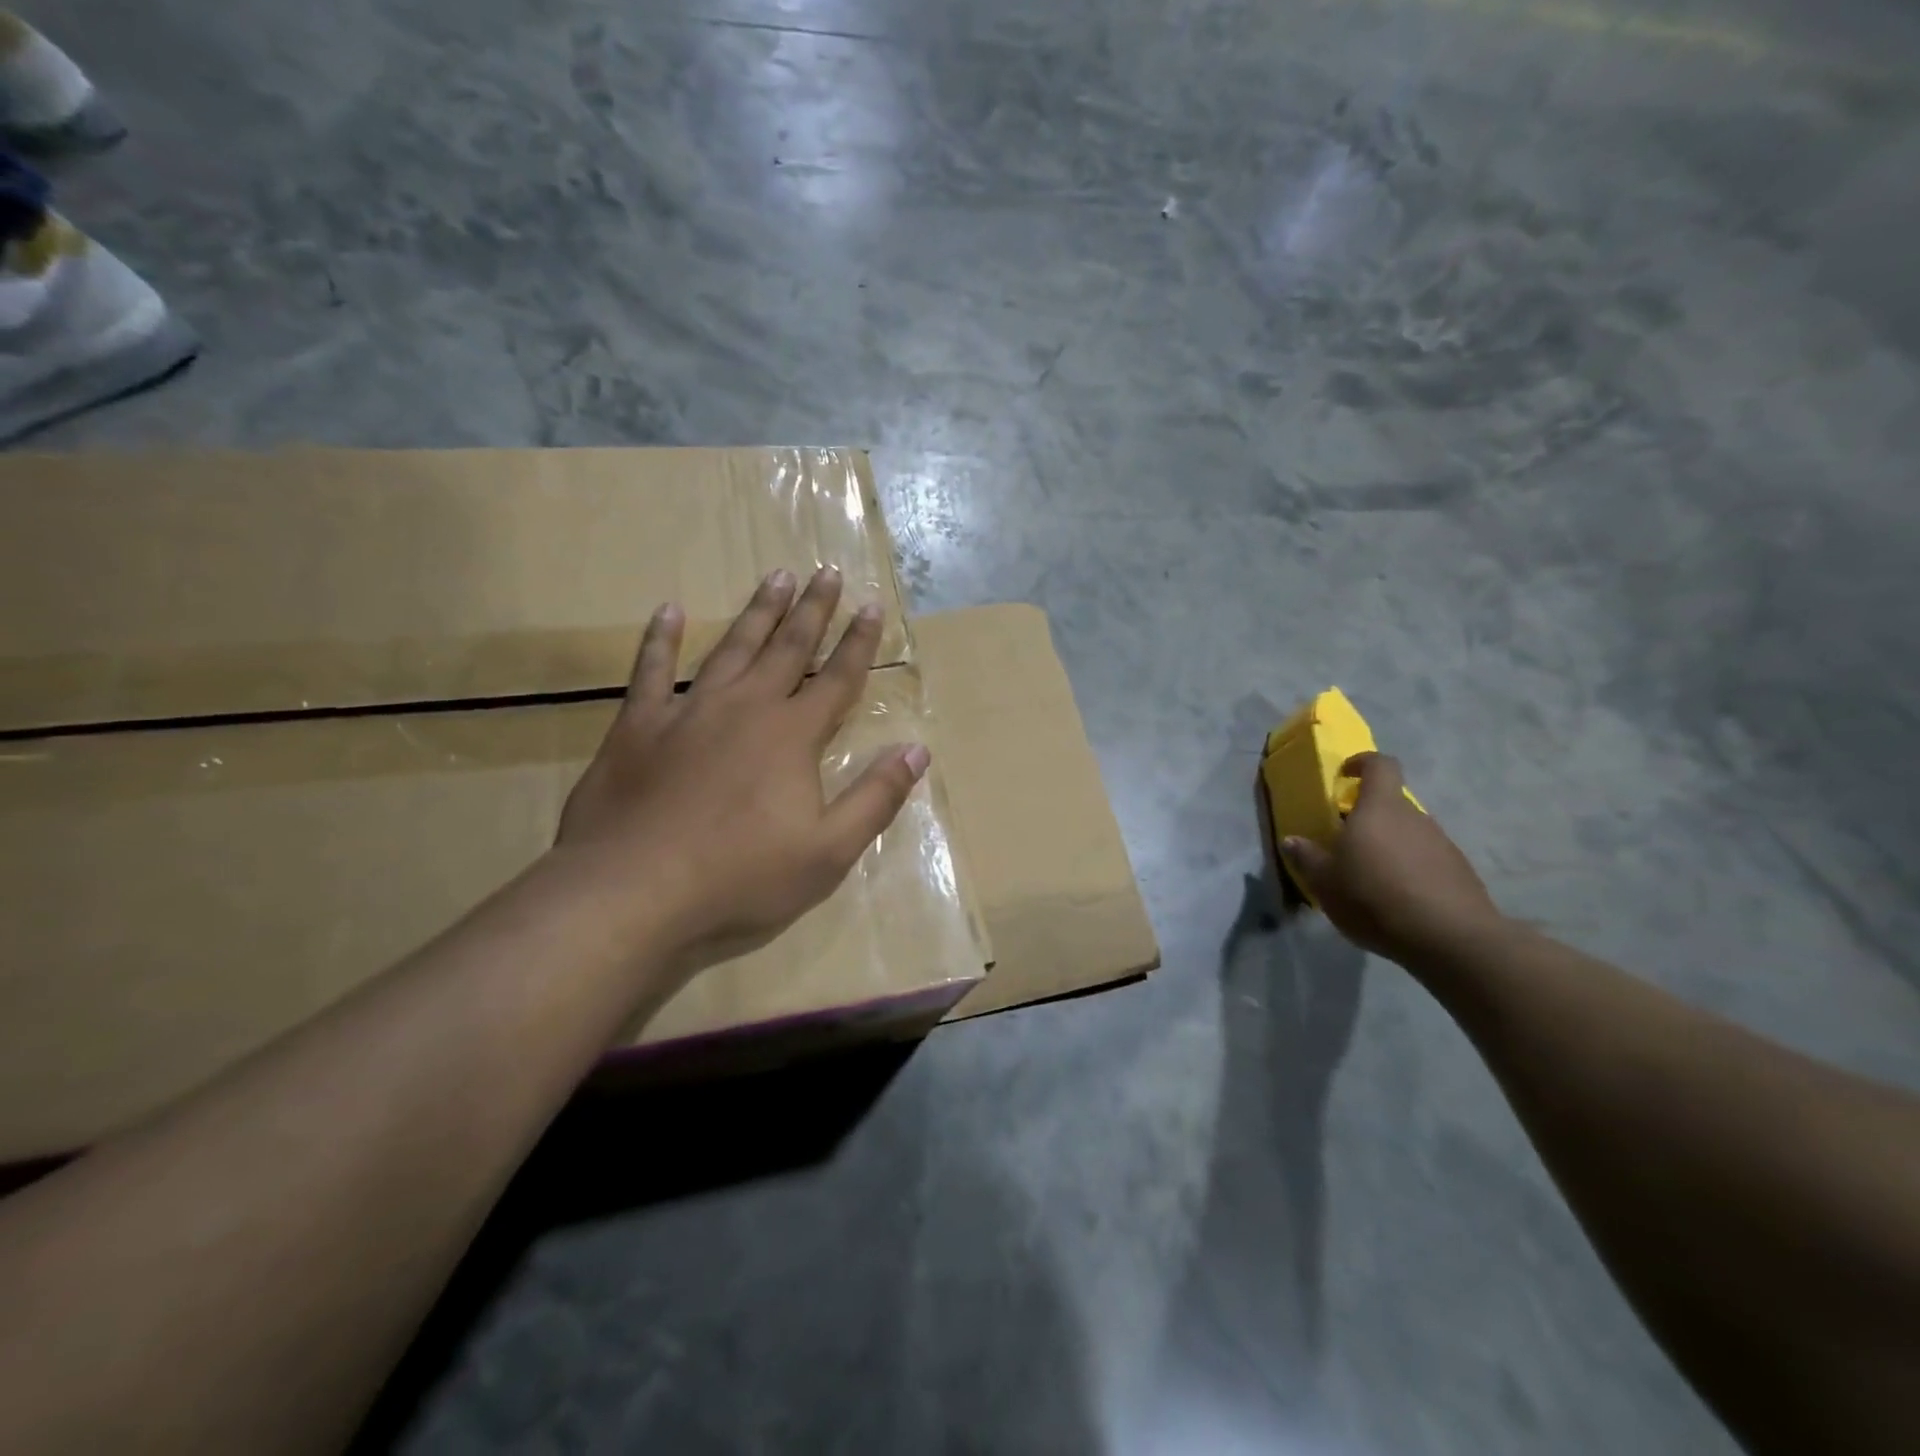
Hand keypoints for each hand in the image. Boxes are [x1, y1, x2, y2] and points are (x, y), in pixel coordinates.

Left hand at [556, 566, 928, 974]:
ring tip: (775, 576)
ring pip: (731, 647)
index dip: (859, 642)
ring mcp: (688, 711)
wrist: (633, 890)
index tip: (873, 605)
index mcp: (792, 735)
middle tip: (827, 571)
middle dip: (813, 609)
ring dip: (757, 612)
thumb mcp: (828, 851)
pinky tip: (670, 611)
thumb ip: (876, 797)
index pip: (838, 678)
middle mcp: (745, 707)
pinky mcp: (638, 725)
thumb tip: (917, 750)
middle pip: (788, 648)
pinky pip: (651, 670)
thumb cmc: (740, 877)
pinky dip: (661, 639)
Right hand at [1281, 753, 1505, 965]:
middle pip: (1390, 804)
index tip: (1345, 775)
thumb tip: (1292, 840)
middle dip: (1368, 818)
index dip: (1362, 763)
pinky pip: (1426, 859)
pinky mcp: (1459, 871)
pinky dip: (1409, 869)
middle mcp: (1414, 817)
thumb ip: (1308, 858)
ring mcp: (1442, 843)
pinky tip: (1398, 899)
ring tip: (1371, 878)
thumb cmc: (1375, 898)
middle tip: (1346, 844)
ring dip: (1389, 846)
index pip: (1380, 765)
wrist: (1451, 939)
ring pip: (1408, 833)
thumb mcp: (1325, 882)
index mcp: (1379, 809)